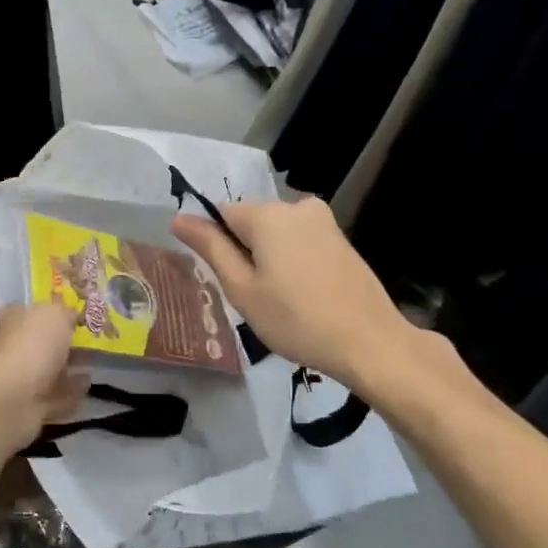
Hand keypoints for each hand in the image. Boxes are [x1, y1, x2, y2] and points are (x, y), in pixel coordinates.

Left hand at [0, 302, 90, 452]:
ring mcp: (19, 377)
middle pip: (42, 341)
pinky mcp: (29, 405)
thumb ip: (66, 311)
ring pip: (49, 370)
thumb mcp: (56, 314)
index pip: (34, 310)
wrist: (13, 399)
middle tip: (92, 341)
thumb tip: (71, 315)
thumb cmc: (32, 346)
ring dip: (68, 368)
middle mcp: (12, 345)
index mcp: (13, 318)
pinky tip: (88, 386)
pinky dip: (70, 391)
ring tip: (93, 364)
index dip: (56, 311)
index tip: (79, 317)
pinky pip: (55, 395)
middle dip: (64, 342)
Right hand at [172, 197, 409, 390]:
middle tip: (252, 297)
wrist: (369, 342)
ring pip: (276, 233)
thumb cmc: (295, 319)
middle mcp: (296, 206)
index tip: (226, 280)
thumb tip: (178, 218)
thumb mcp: (242, 288)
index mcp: (267, 214)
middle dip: (244, 251)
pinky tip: (302, 295)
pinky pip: (300, 242)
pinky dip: (292, 262)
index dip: (216, 245)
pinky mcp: (341, 239)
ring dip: (269, 258)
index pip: (221, 213)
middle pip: (250, 221)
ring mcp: (324, 221)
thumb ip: (210, 247)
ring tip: (278, 301)